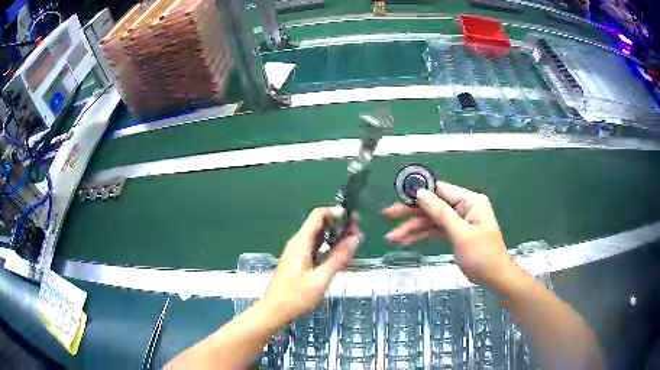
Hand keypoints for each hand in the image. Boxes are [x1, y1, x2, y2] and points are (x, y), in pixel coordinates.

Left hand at [259, 207, 361, 326]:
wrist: (273, 312)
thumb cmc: (295, 297)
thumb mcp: (320, 279)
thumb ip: (338, 258)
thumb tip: (355, 238)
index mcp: (301, 242)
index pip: (318, 215)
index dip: (336, 212)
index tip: (354, 219)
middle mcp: (298, 243)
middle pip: (319, 224)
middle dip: (339, 225)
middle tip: (358, 232)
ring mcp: (297, 252)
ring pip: (318, 237)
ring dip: (336, 237)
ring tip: (354, 242)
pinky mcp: (298, 261)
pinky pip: (316, 247)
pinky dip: (329, 247)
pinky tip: (341, 255)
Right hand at [383, 181, 519, 288]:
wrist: (495, 279)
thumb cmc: (483, 255)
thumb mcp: (461, 234)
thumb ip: (441, 213)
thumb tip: (420, 193)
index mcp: (469, 201)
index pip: (440, 190)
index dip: (419, 192)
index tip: (398, 195)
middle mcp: (463, 207)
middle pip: (432, 206)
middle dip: (410, 213)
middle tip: (387, 215)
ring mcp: (458, 221)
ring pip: (431, 220)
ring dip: (412, 228)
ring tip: (391, 237)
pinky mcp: (455, 234)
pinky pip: (435, 231)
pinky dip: (421, 236)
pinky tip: (405, 241)